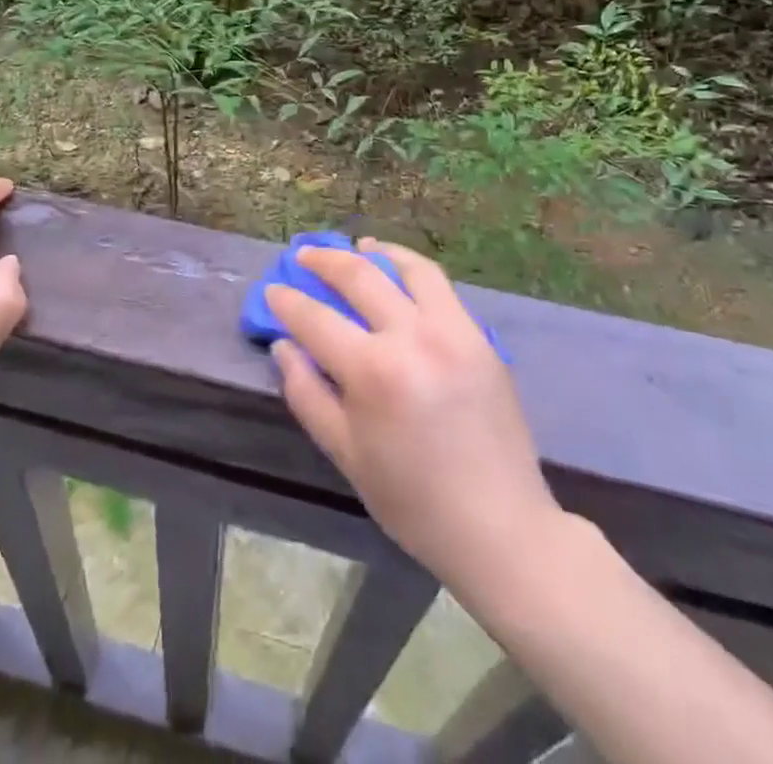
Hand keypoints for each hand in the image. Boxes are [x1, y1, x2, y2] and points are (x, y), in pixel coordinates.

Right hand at [268, 240, 561, 584]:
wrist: (500, 526)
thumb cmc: (413, 500)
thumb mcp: (345, 454)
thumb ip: (307, 393)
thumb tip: (285, 344)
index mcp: (374, 371)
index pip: (316, 318)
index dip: (287, 301)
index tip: (272, 290)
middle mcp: (413, 336)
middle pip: (359, 276)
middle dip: (323, 260)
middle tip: (303, 256)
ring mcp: (452, 330)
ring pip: (407, 268)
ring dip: (374, 252)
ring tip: (355, 247)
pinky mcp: (479, 336)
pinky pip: (439, 286)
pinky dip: (411, 269)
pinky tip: (397, 272)